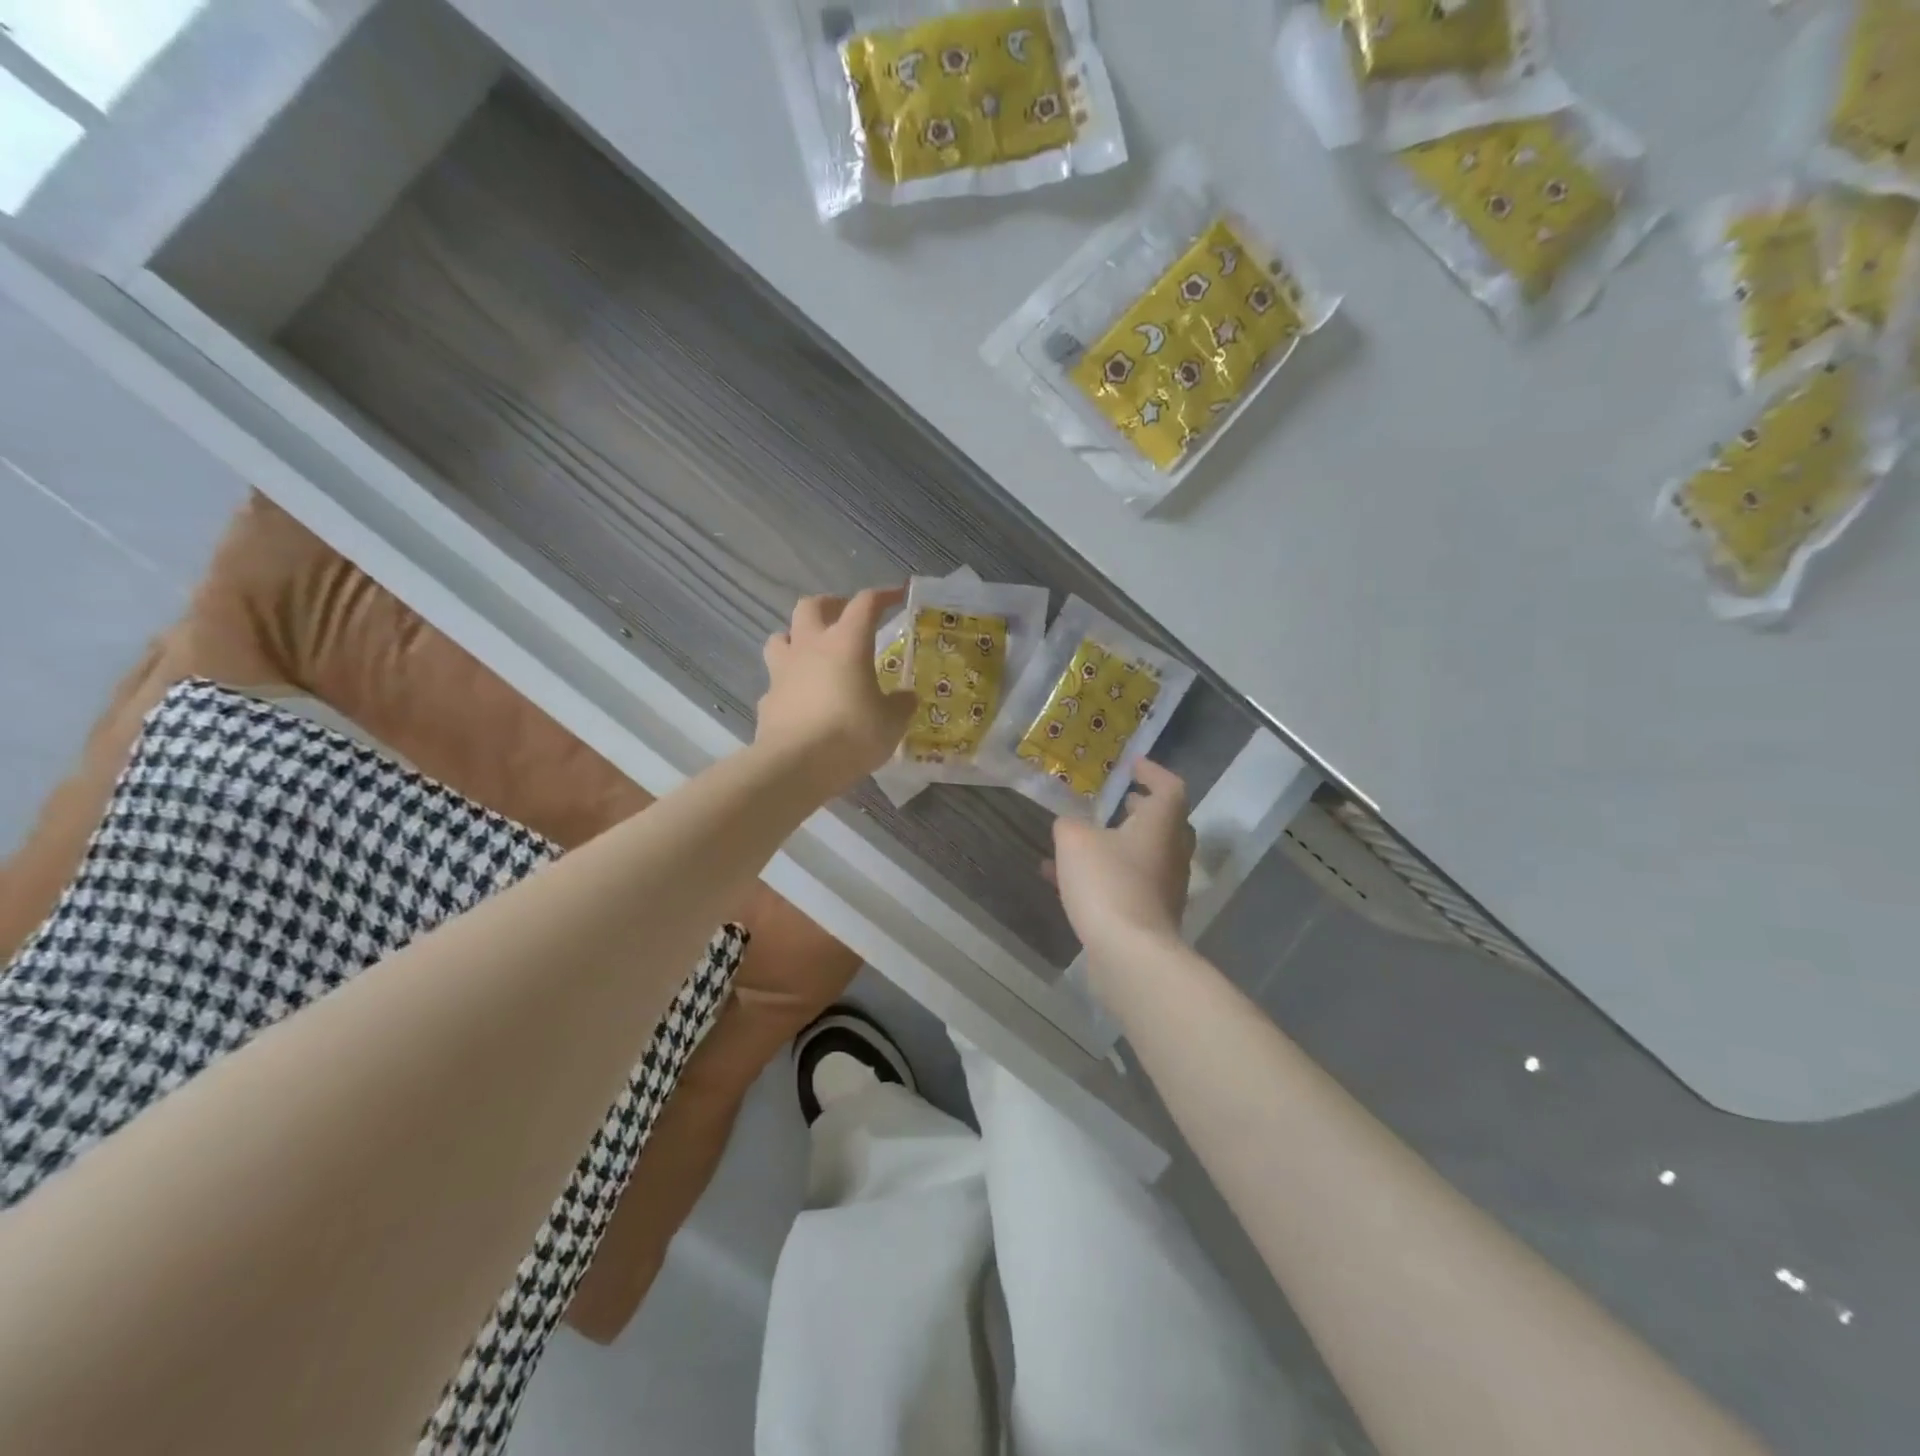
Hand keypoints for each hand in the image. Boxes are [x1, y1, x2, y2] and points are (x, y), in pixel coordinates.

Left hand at [757, 588, 915, 796]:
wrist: (795, 766)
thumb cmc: (851, 735)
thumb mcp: (891, 723)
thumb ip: (900, 705)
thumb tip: (906, 697)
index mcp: (847, 643)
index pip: (865, 604)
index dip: (883, 595)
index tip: (898, 596)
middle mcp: (811, 647)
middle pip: (812, 606)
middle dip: (830, 605)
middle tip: (845, 618)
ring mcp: (782, 671)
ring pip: (781, 636)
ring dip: (797, 637)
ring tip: (813, 653)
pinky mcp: (767, 699)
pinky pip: (776, 680)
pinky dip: (788, 683)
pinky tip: (800, 699)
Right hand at [1045, 761, 1195, 960]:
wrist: (1130, 953)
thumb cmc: (1108, 882)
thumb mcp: (1075, 841)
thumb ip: (1070, 825)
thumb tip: (1070, 825)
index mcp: (1162, 824)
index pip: (1169, 787)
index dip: (1152, 772)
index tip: (1133, 766)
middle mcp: (1171, 852)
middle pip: (1165, 823)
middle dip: (1141, 810)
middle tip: (1120, 801)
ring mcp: (1165, 887)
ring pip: (1144, 855)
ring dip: (1118, 843)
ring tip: (1084, 837)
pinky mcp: (1151, 915)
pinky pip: (1128, 884)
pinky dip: (1104, 875)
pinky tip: (1064, 880)